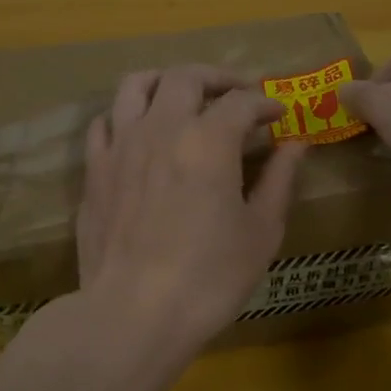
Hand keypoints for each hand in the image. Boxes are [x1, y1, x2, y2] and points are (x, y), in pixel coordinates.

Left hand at [77, 66, 306, 356]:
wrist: (133, 313)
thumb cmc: (209, 277)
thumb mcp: (261, 232)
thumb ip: (280, 180)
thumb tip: (296, 144)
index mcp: (208, 140)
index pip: (241, 102)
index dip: (265, 103)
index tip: (278, 115)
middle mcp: (162, 127)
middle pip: (186, 77)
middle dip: (217, 78)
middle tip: (237, 93)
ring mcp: (121, 145)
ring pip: (136, 85)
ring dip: (165, 80)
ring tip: (182, 95)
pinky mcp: (94, 169)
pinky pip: (105, 121)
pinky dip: (126, 114)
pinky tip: (139, 131)